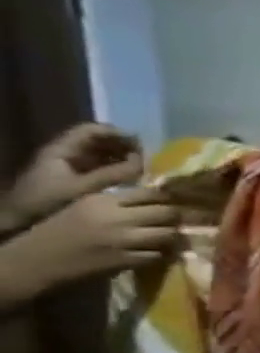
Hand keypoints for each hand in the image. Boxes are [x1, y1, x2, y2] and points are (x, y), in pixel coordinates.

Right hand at [0, 189, 178, 304]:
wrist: (36, 259)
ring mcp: (122, 240)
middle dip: (176, 217)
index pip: (151, 193)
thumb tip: (160, 197)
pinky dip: (162, 254)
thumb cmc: (62, 230)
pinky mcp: (125, 259)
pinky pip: (159, 254)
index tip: (174, 202)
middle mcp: (116, 218)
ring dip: (171, 236)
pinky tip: (156, 252)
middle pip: (167, 212)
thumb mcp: (87, 206)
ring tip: (167, 237)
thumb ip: (120, 201)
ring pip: (168, 234)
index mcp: (103, 201)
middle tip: (175, 221)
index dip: (168, 198)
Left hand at [3, 123, 142, 232]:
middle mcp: (66, 154)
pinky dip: (120, 169)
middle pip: (100, 140)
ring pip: (104, 154)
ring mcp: (71, 166)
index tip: (143, 146)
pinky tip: (134, 179)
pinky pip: (103, 167)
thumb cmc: (45, 202)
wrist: (16, 222)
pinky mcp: (77, 178)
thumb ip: (114, 174)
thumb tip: (145, 161)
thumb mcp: (82, 188)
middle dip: (126, 147)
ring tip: (146, 170)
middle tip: (150, 160)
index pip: (92, 130)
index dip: (118, 133)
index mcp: (61, 150)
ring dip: (126, 159)